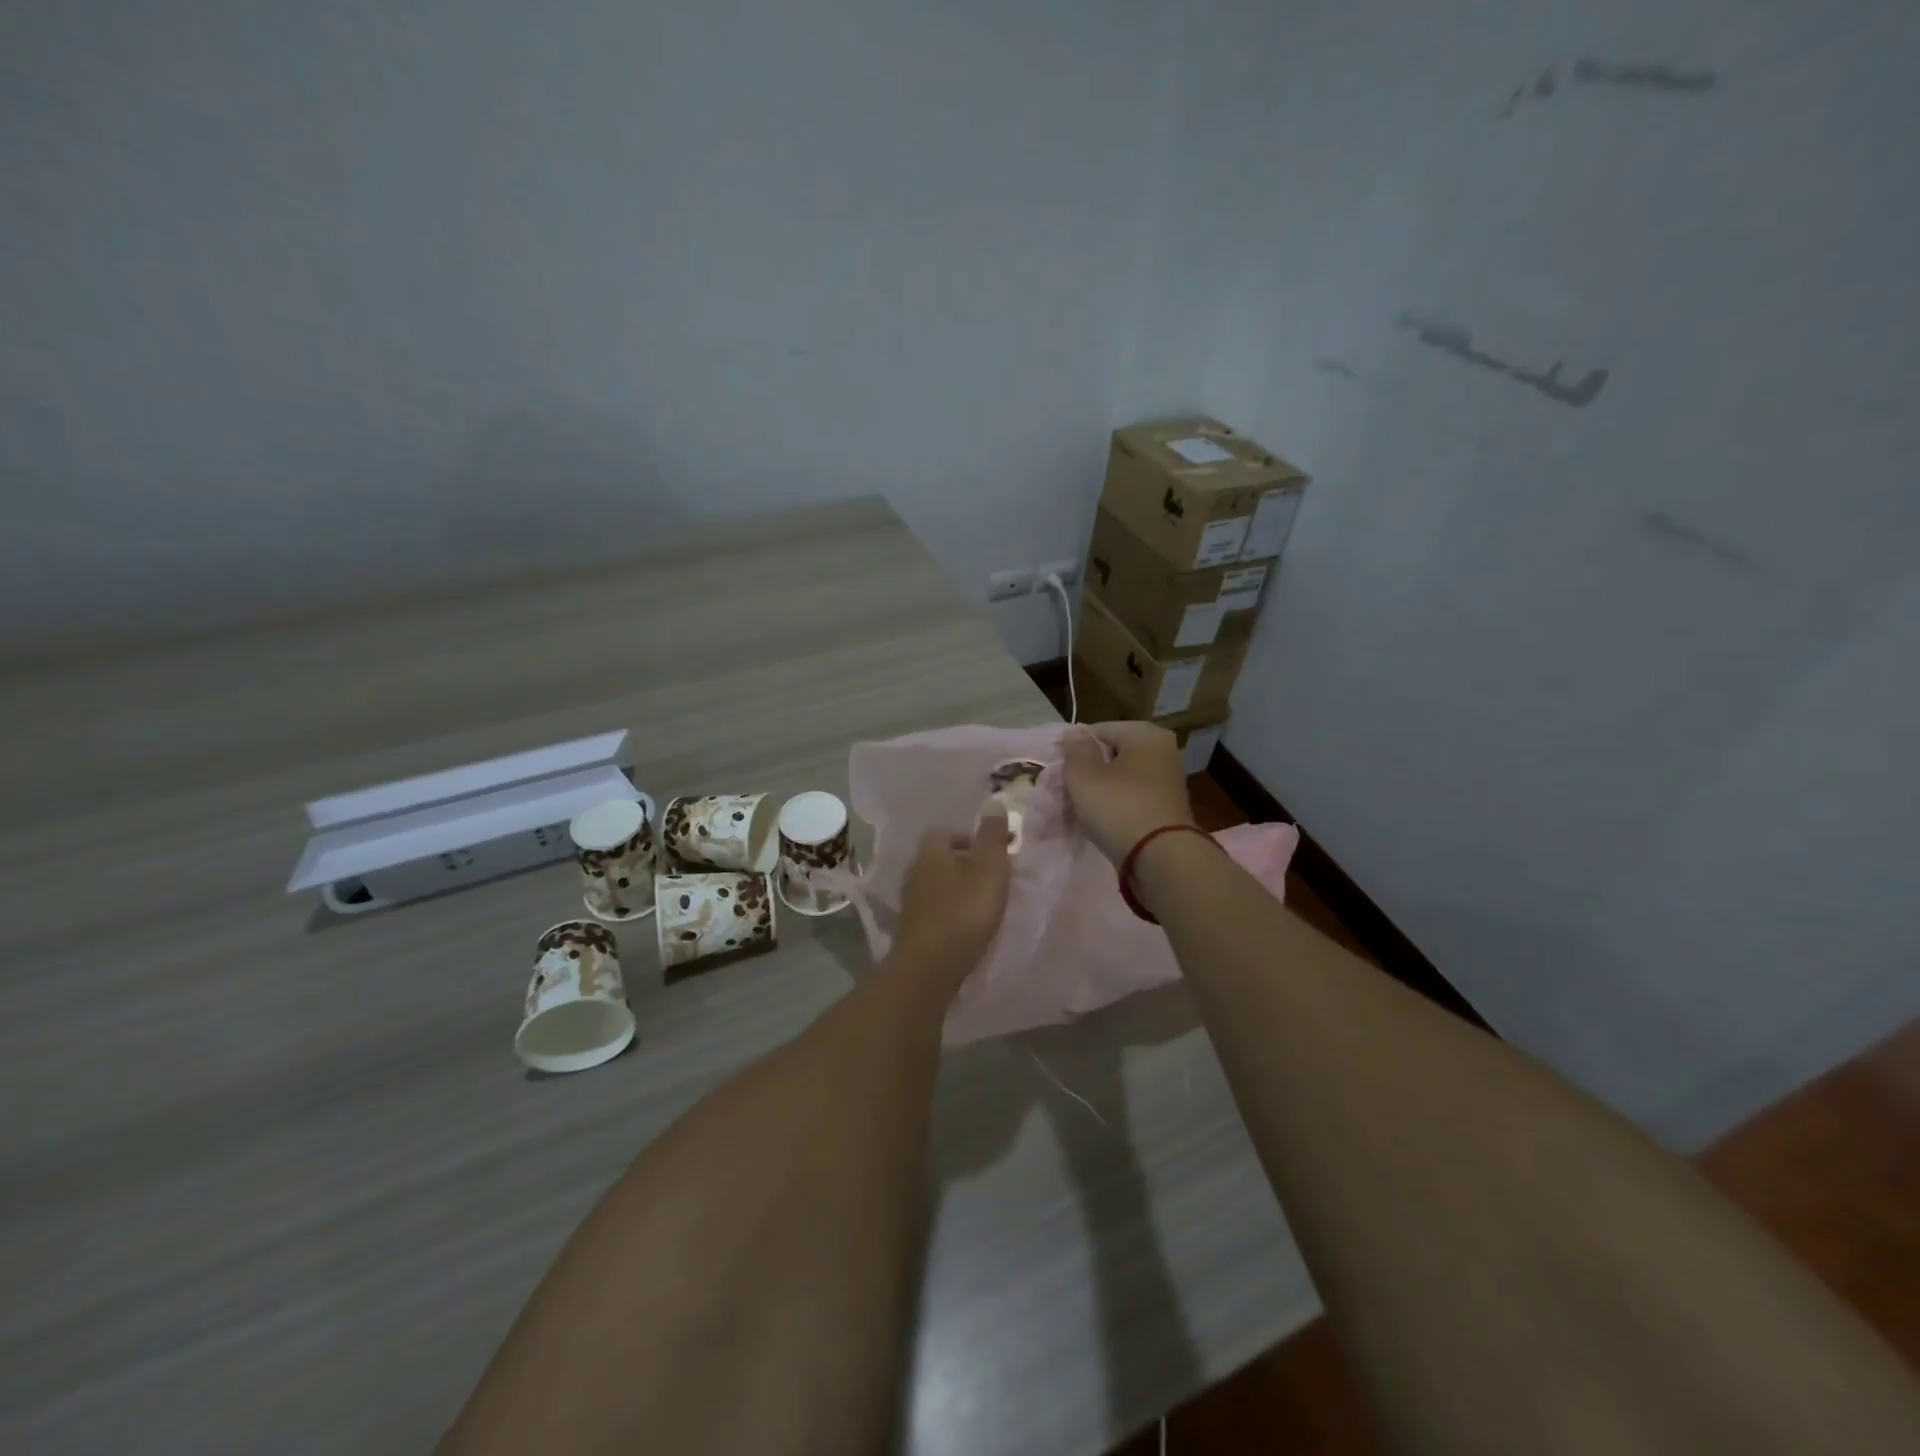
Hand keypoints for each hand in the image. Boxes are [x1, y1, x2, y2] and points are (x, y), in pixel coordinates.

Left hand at [891, 806, 1012, 983]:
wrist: (931, 966)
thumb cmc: (965, 910)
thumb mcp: (990, 868)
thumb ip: (993, 836)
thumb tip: (993, 801)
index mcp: (930, 851)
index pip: (946, 832)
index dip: (970, 839)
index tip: (993, 853)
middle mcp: (914, 871)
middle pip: (941, 859)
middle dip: (965, 864)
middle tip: (991, 877)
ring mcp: (910, 902)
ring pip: (937, 885)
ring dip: (957, 889)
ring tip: (983, 902)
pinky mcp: (912, 929)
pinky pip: (935, 910)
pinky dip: (950, 911)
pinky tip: (967, 925)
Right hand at [1062, 721, 1196, 863]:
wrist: (1161, 858)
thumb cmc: (1119, 807)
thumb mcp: (1084, 775)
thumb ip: (1076, 749)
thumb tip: (1075, 734)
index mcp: (1146, 734)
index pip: (1099, 730)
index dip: (1074, 748)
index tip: (1059, 769)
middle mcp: (1163, 751)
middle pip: (1112, 753)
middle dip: (1089, 769)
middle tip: (1067, 789)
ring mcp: (1168, 781)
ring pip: (1122, 778)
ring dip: (1101, 789)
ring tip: (1081, 807)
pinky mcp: (1167, 807)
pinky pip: (1133, 798)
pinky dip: (1117, 805)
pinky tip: (1102, 820)